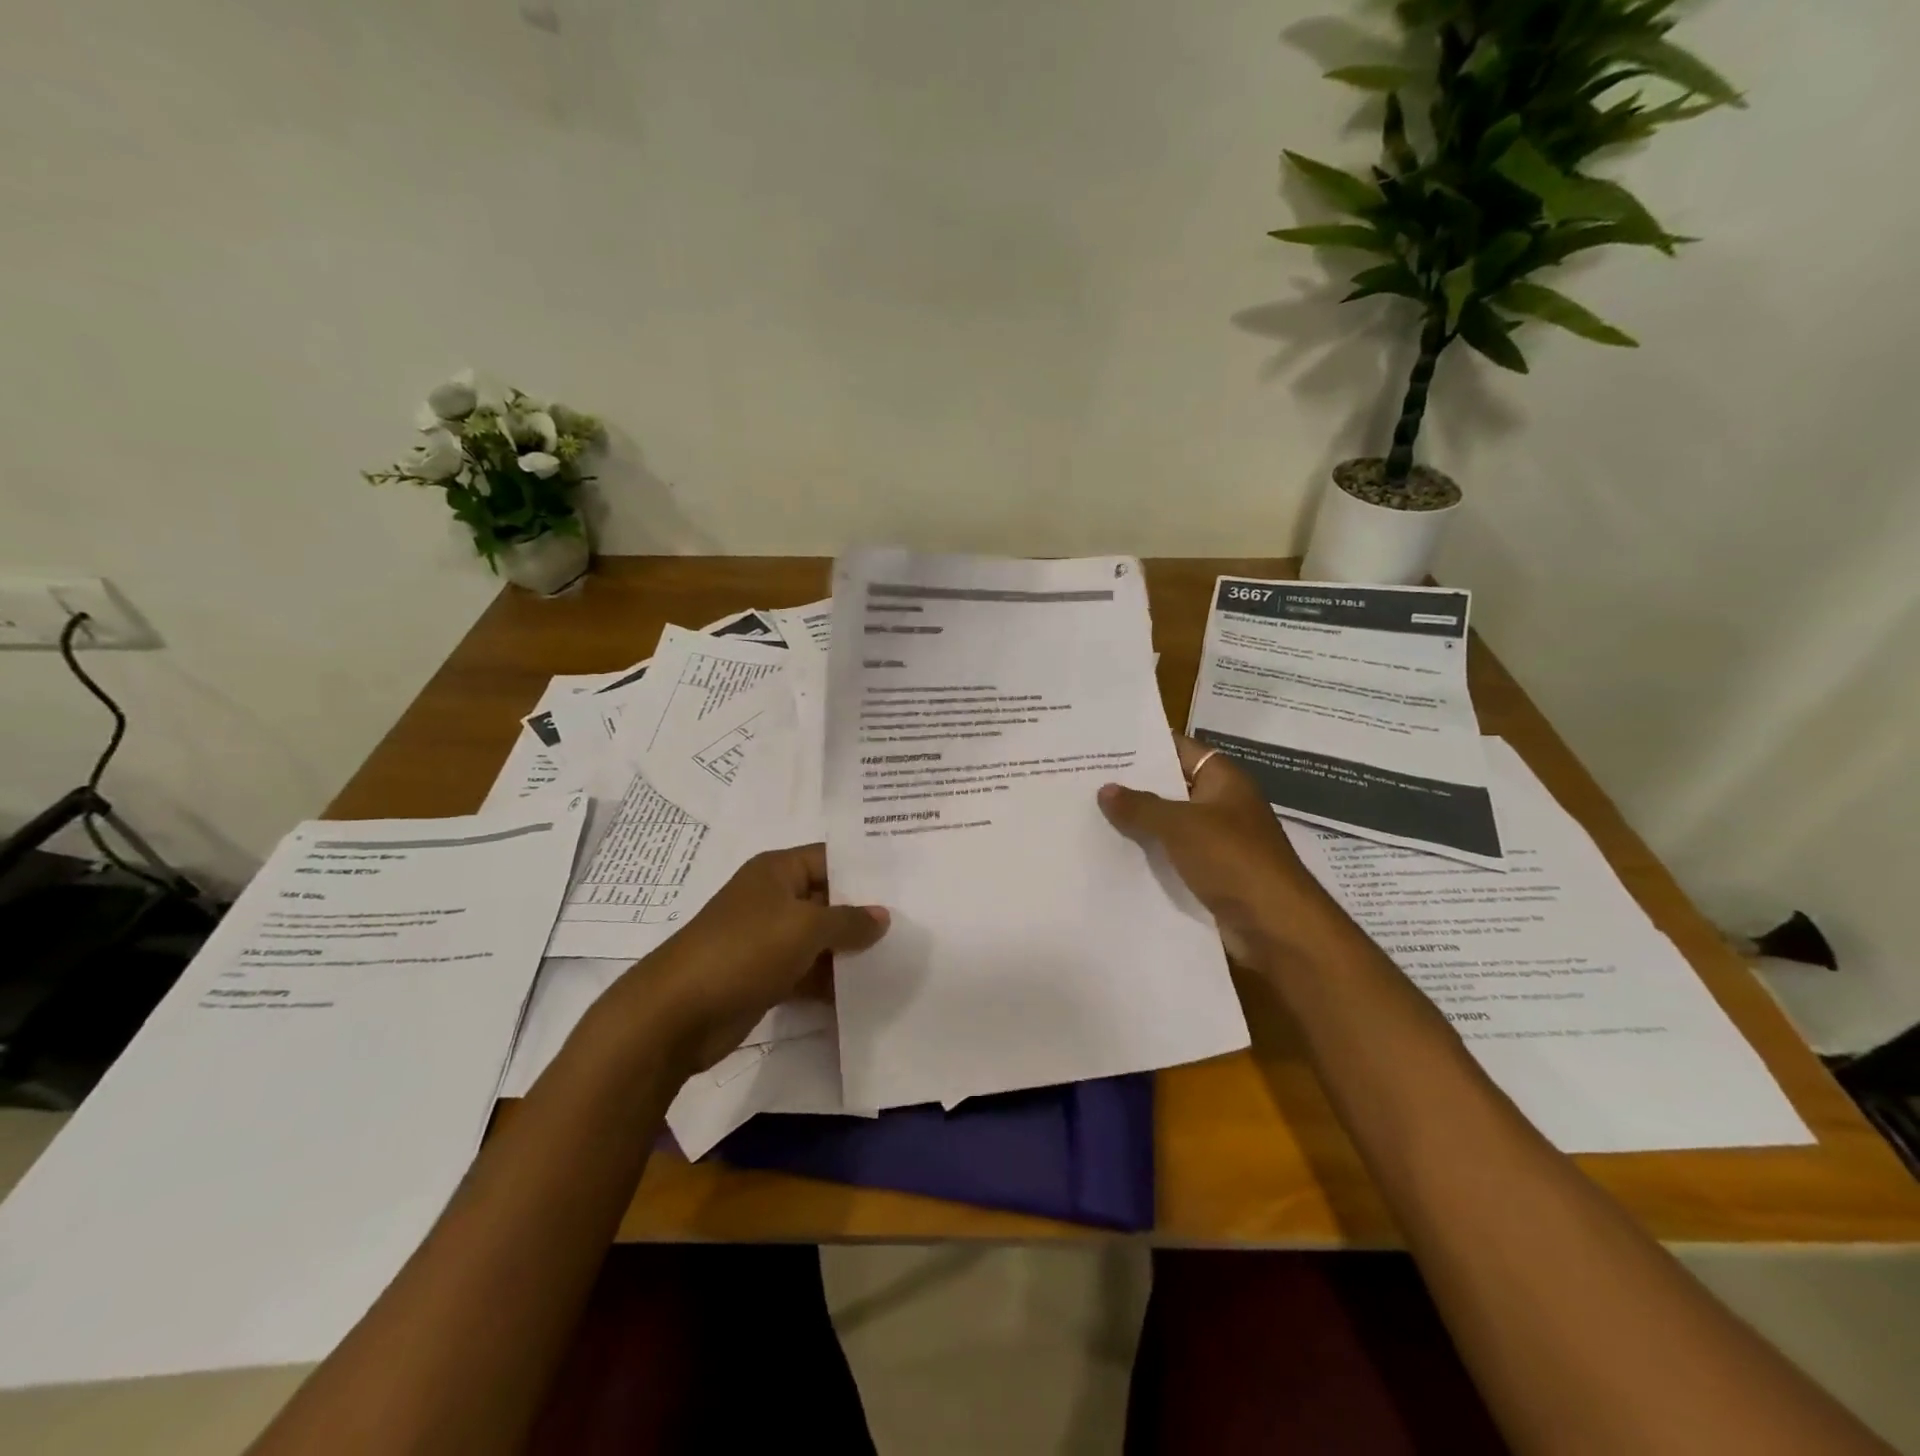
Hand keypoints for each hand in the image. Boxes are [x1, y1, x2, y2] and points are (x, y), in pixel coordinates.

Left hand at [616, 844, 888, 1074]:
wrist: (675, 1015)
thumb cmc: (743, 951)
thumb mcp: (804, 928)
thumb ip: (848, 920)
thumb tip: (883, 916)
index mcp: (777, 872)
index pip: (831, 859)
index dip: (866, 869)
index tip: (907, 880)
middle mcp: (773, 899)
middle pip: (828, 900)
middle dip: (864, 914)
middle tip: (914, 922)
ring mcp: (767, 939)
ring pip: (820, 939)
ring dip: (850, 951)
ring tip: (900, 957)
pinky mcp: (764, 976)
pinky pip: (807, 971)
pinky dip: (831, 981)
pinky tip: (866, 992)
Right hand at [1097, 735, 1340, 967]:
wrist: (1275, 926)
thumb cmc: (1233, 860)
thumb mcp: (1181, 825)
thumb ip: (1141, 806)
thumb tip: (1105, 789)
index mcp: (1223, 780)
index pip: (1180, 749)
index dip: (1145, 745)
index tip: (1105, 744)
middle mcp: (1221, 806)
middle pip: (1171, 787)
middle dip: (1133, 786)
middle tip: (1085, 779)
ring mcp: (1216, 842)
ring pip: (1168, 825)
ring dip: (1137, 824)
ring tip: (1088, 814)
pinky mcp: (1210, 875)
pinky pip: (1172, 857)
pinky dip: (1148, 856)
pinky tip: (1111, 855)